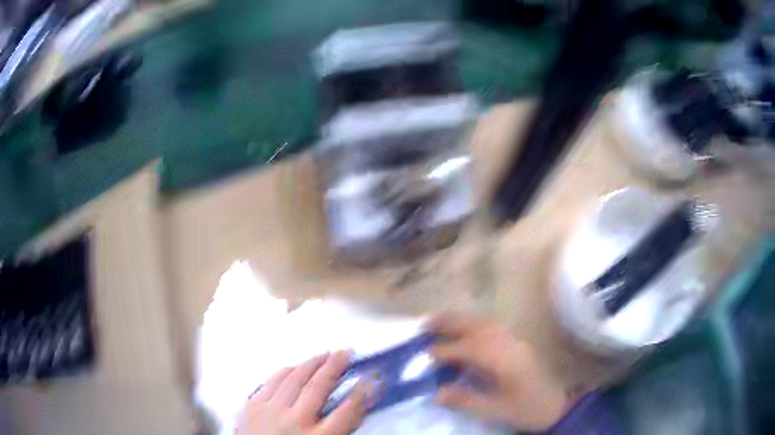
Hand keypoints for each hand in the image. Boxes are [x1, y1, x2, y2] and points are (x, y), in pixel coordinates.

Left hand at [238, 350, 368, 434]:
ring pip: (293, 379)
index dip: (361, 391)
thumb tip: (354, 409)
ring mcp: (270, 412)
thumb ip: (339, 430)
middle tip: (346, 351)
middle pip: (318, 387)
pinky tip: (295, 366)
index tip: (370, 377)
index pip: (346, 411)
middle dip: (335, 366)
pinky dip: (285, 371)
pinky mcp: (252, 406)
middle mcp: (294, 421)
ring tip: (325, 354)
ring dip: (311, 363)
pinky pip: (271, 381)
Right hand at [429, 314, 569, 430]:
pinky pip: (493, 326)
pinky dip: (475, 324)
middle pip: (476, 326)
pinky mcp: (519, 343)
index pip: (469, 348)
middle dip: (450, 323)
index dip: (445, 350)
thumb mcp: (496, 411)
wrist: (558, 406)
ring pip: (485, 323)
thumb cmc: (527, 409)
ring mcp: (516, 341)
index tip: (425, 353)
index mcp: (504, 360)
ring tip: (440, 323)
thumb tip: (436, 393)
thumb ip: (467, 400)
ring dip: (461, 320)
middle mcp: (510, 344)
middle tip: (425, 325)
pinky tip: (466, 331)